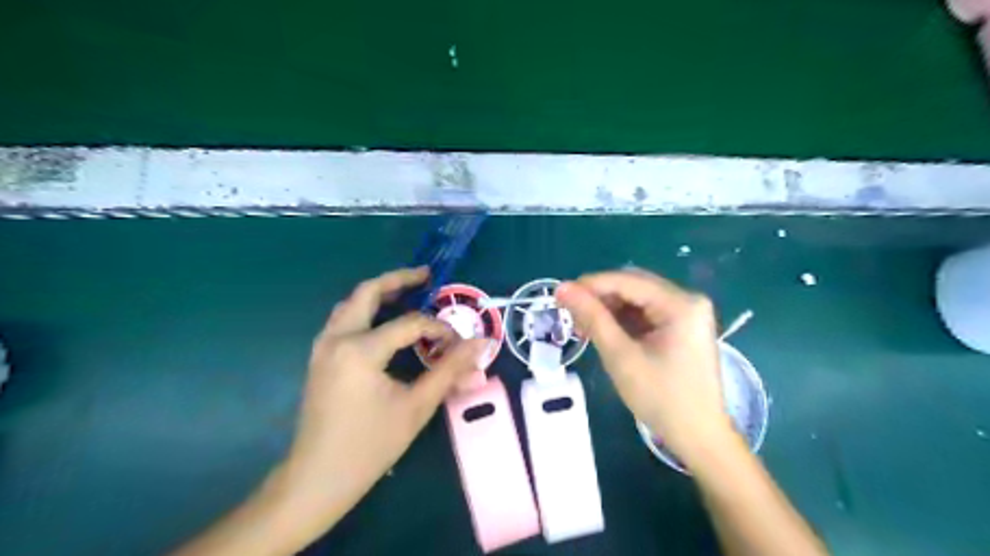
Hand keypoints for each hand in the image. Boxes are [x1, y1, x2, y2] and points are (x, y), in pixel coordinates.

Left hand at [277, 270, 485, 528]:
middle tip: (427, 276)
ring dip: (379, 293)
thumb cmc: (370, 445)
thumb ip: (450, 370)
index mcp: (360, 349)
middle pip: (367, 292)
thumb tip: (481, 344)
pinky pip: (343, 320)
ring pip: (351, 303)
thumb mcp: (416, 406)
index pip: (410, 324)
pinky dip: (365, 310)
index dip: (439, 329)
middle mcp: (337, 338)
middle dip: (399, 279)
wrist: (317, 478)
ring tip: (408, 292)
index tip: (458, 344)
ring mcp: (323, 346)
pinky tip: (384, 321)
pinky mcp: (319, 357)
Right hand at [556, 270, 732, 464]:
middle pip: (634, 286)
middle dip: (600, 297)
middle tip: (570, 313)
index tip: (560, 294)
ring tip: (583, 326)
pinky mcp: (682, 326)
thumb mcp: (621, 356)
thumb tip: (563, 288)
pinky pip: (646, 313)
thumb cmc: (660, 398)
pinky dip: (623, 319)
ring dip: (609, 308)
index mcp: (680, 304)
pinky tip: (604, 331)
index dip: (591, 285)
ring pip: (638, 299)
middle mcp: (688, 300)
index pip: (627, 281)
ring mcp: (687, 313)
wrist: (698, 437)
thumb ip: (592, 317)